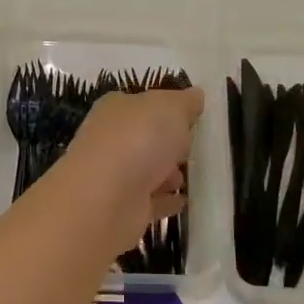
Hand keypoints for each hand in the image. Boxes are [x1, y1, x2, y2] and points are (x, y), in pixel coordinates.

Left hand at [62, 87, 204, 250]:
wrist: (107, 198)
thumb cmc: (139, 139)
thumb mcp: (171, 107)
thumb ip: (185, 102)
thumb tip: (195, 95)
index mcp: (116, 109)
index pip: (142, 104)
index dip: (166, 109)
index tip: (191, 118)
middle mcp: (110, 139)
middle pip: (144, 138)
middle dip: (167, 143)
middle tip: (192, 148)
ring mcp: (114, 176)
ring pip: (146, 170)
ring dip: (167, 173)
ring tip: (189, 177)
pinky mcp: (122, 208)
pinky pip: (150, 201)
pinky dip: (165, 200)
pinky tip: (183, 201)